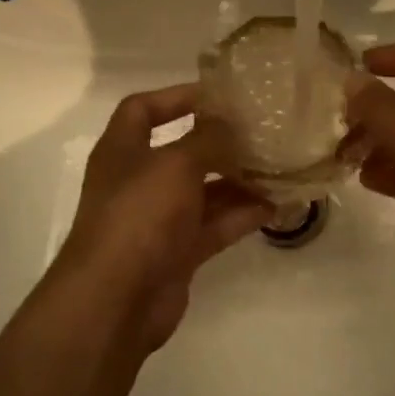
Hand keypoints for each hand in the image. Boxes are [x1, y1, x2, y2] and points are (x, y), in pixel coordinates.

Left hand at [53, 84, 270, 346]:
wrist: (115, 299)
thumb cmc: (139, 215)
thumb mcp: (175, 164)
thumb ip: (207, 139)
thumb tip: (230, 122)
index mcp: (123, 150)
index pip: (143, 109)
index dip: (176, 97)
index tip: (218, 96)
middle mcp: (138, 180)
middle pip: (182, 151)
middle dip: (220, 142)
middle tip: (262, 132)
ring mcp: (158, 219)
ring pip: (203, 191)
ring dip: (238, 180)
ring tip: (278, 167)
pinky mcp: (177, 252)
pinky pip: (214, 226)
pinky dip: (241, 215)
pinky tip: (275, 205)